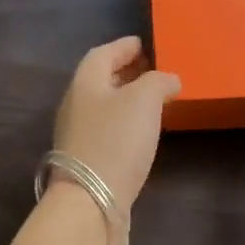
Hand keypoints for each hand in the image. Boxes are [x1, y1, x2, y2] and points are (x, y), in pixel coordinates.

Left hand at [52, 36, 181, 208]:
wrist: (91, 200)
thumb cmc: (116, 142)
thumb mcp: (144, 100)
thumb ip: (158, 82)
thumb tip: (168, 80)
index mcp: (85, 83)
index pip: (102, 54)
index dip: (124, 47)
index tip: (144, 44)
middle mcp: (76, 105)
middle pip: (101, 80)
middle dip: (125, 72)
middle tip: (152, 71)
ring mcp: (78, 135)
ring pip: (103, 106)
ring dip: (126, 99)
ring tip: (153, 101)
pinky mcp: (86, 161)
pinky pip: (106, 130)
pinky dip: (124, 124)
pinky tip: (141, 133)